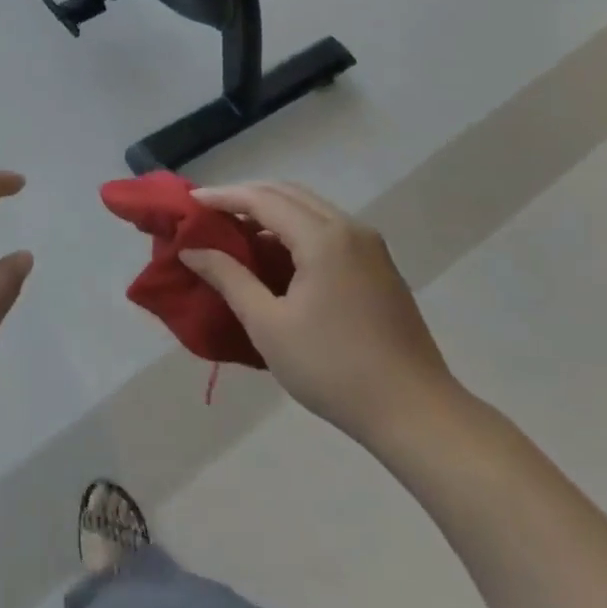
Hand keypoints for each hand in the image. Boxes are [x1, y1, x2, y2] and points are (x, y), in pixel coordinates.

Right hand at [180, 181, 460, 450]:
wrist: (416, 413)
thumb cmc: (333, 368)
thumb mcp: (268, 325)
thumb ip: (229, 278)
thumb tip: (192, 250)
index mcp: (323, 238)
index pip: (263, 200)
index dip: (224, 197)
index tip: (190, 202)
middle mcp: (350, 229)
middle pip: (288, 194)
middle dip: (246, 197)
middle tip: (210, 212)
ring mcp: (370, 247)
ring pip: (310, 209)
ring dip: (272, 211)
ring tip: (236, 230)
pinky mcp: (379, 268)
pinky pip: (328, 229)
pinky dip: (295, 228)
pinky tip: (276, 254)